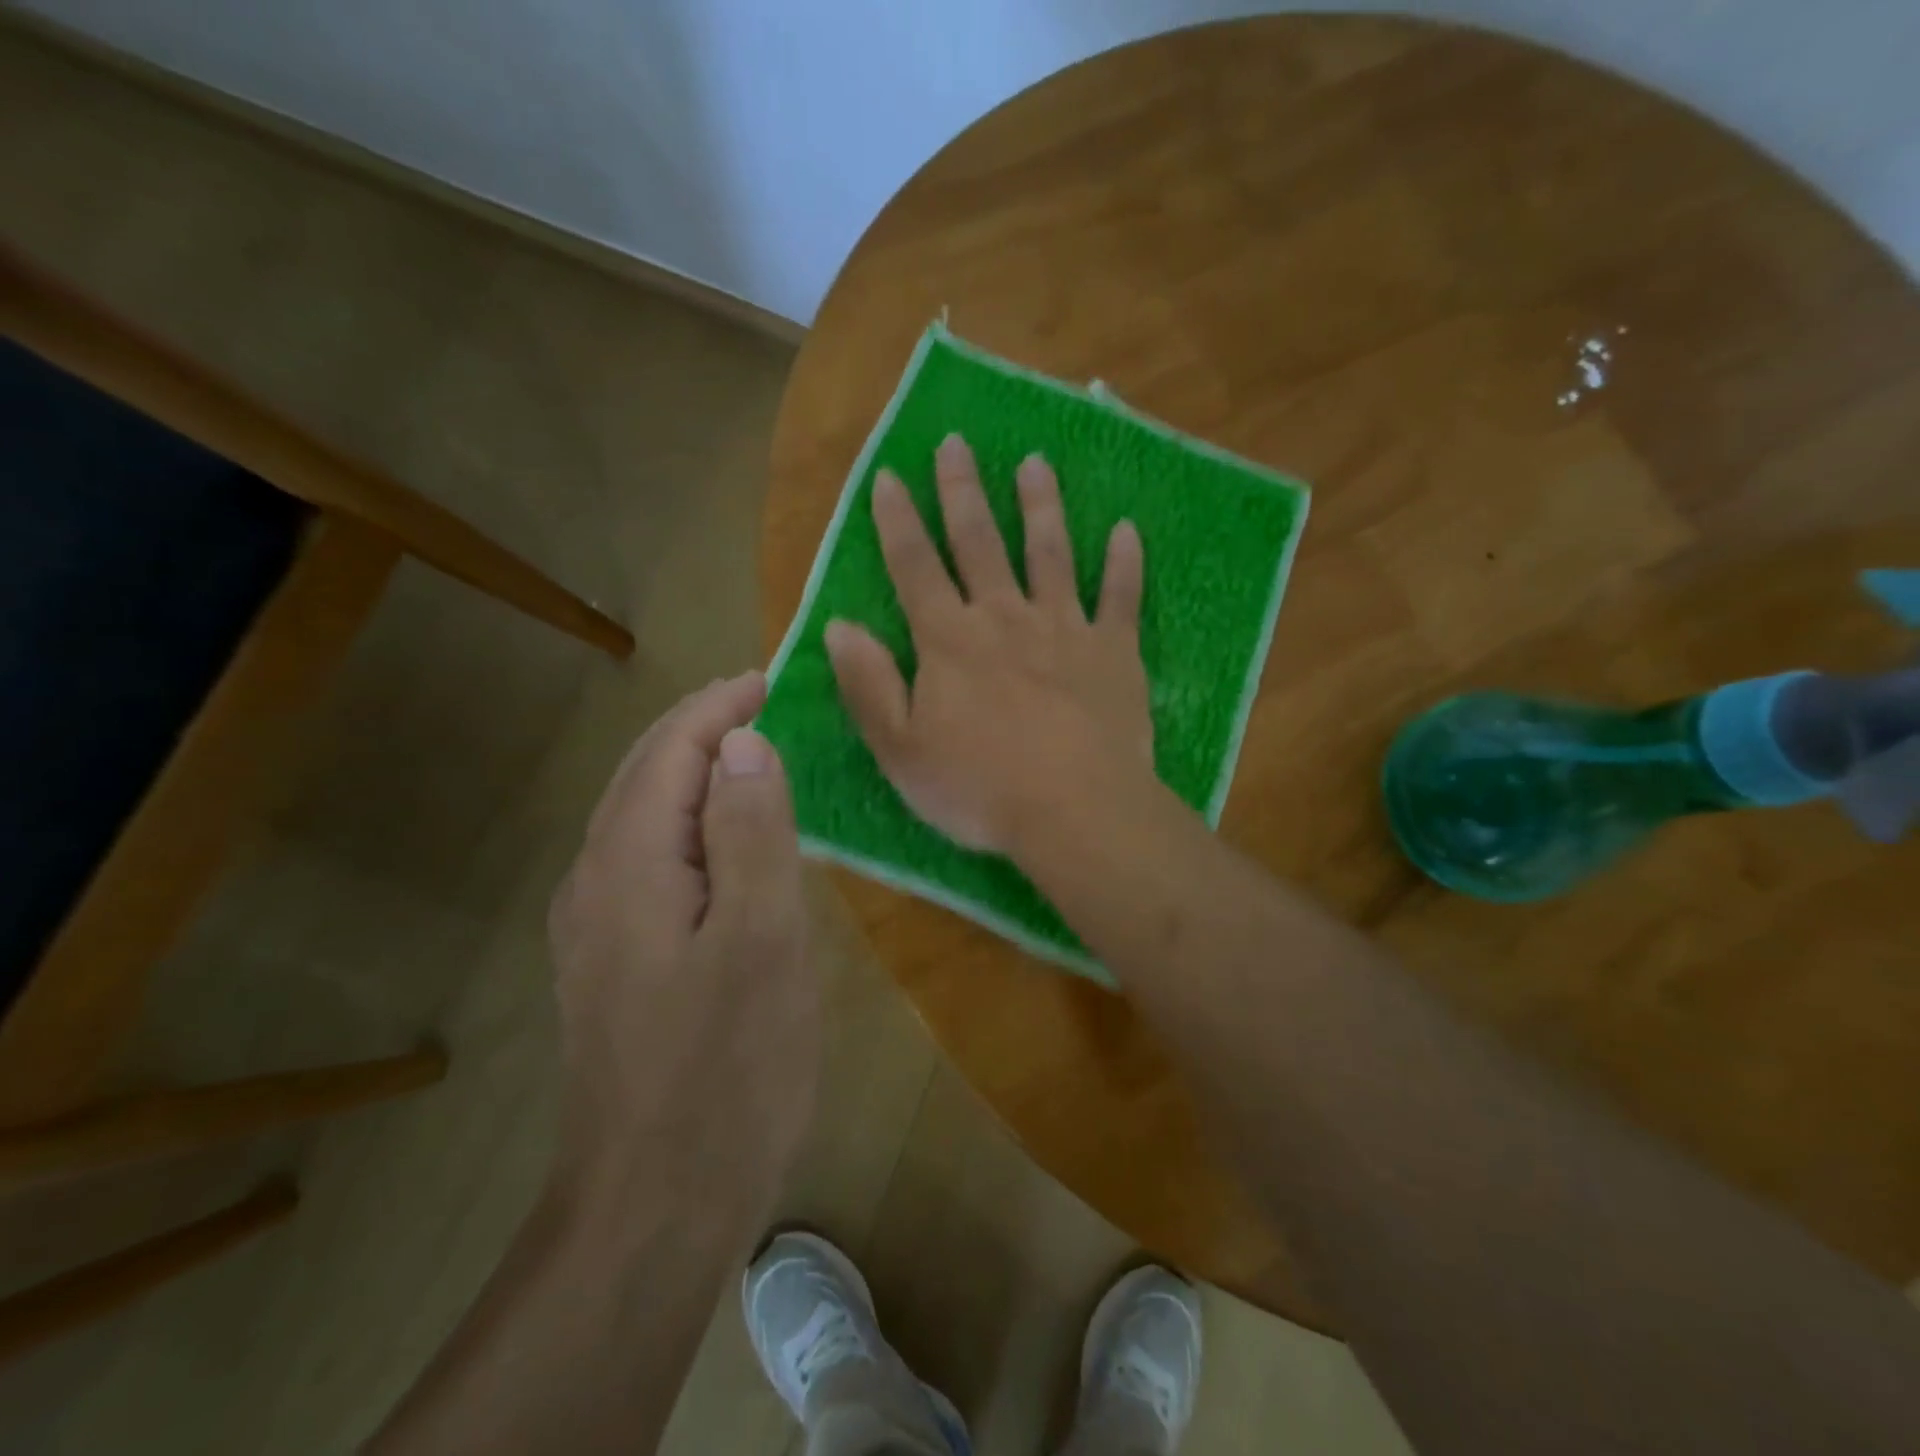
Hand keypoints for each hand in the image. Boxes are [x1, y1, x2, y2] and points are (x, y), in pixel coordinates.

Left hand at [547, 673, 815, 1222]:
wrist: (654, 1206)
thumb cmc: (726, 1067)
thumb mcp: (762, 940)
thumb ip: (752, 832)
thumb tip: (743, 744)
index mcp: (629, 864)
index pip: (669, 751)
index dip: (719, 707)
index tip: (771, 679)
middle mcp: (596, 882)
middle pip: (644, 776)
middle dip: (702, 729)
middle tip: (764, 704)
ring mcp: (597, 927)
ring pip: (644, 818)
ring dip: (695, 774)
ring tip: (753, 756)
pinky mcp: (615, 963)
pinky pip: (651, 861)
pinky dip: (691, 824)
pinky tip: (727, 842)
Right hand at [826, 433, 1151, 854]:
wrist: (1076, 812)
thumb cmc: (980, 788)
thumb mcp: (901, 750)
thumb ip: (868, 686)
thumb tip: (839, 627)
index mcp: (950, 641)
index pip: (914, 567)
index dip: (898, 520)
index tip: (890, 475)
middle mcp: (1005, 618)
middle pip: (980, 543)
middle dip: (964, 491)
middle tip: (957, 442)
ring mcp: (1065, 630)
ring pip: (1051, 554)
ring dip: (1041, 506)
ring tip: (1036, 464)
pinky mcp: (1114, 652)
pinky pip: (1122, 598)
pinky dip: (1126, 563)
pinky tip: (1128, 529)